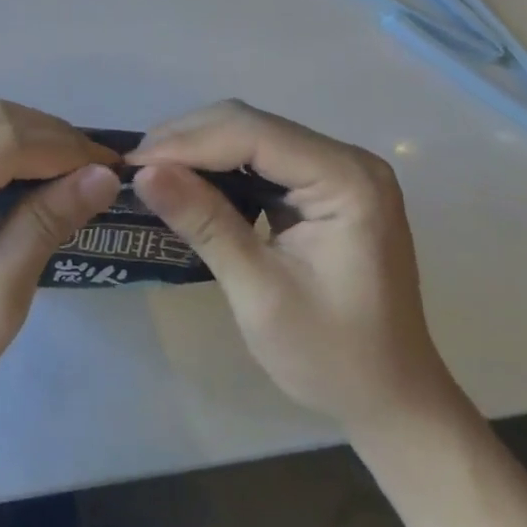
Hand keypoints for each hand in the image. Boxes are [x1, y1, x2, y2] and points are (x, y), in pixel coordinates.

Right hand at [131, 100, 456, 431]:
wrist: (394, 403)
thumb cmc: (334, 358)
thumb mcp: (260, 294)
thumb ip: (205, 224)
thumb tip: (143, 173)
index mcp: (347, 180)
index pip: (251, 134)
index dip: (186, 143)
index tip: (132, 165)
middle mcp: (345, 159)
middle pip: (248, 123)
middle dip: (186, 141)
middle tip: (135, 170)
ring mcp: (335, 169)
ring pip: (247, 133)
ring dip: (196, 149)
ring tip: (151, 173)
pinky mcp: (321, 184)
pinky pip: (257, 156)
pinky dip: (216, 165)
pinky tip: (187, 182)